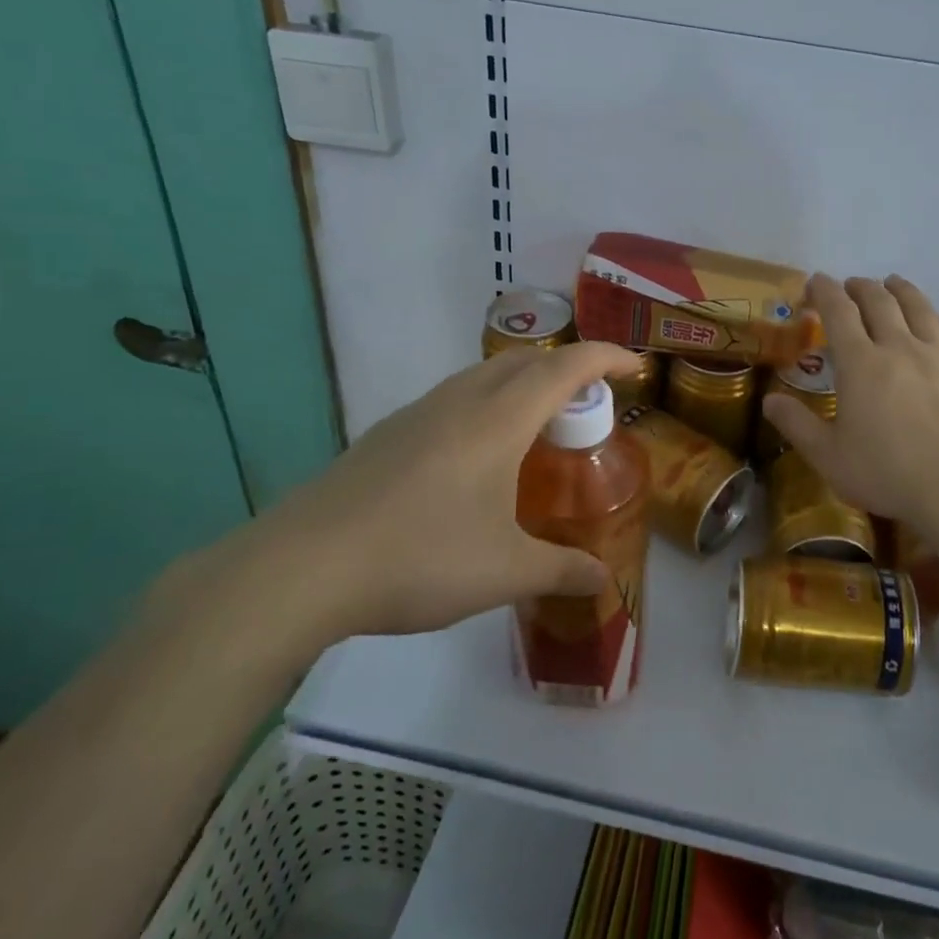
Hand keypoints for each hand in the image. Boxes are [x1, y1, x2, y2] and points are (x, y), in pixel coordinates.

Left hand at [217, 341, 641, 645]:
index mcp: (498, 420)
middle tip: (589, 406)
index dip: (606, 358)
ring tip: (538, 428)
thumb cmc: (419, 558)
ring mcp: (419, 413)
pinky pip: (454, 399)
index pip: (566, 367)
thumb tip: (603, 581)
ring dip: (523, 384)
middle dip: (567, 369)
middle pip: (525, 360)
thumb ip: (560, 570)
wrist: (303, 567)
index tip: (636, 367)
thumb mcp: (503, 572)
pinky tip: (477, 457)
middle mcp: (461, 401)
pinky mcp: (388, 433)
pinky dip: (486, 405)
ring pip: (485, 375)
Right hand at [763, 274, 938, 525]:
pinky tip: (933, 320)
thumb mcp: (829, 456)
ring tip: (892, 283)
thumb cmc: (887, 472)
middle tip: (850, 286)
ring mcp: (937, 357)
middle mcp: (899, 347)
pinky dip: (934, 318)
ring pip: (918, 308)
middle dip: (860, 287)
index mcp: (861, 363)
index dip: (824, 290)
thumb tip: (769, 400)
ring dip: (901, 290)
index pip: (838, 311)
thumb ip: (797, 425)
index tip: (815, 281)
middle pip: (879, 301)